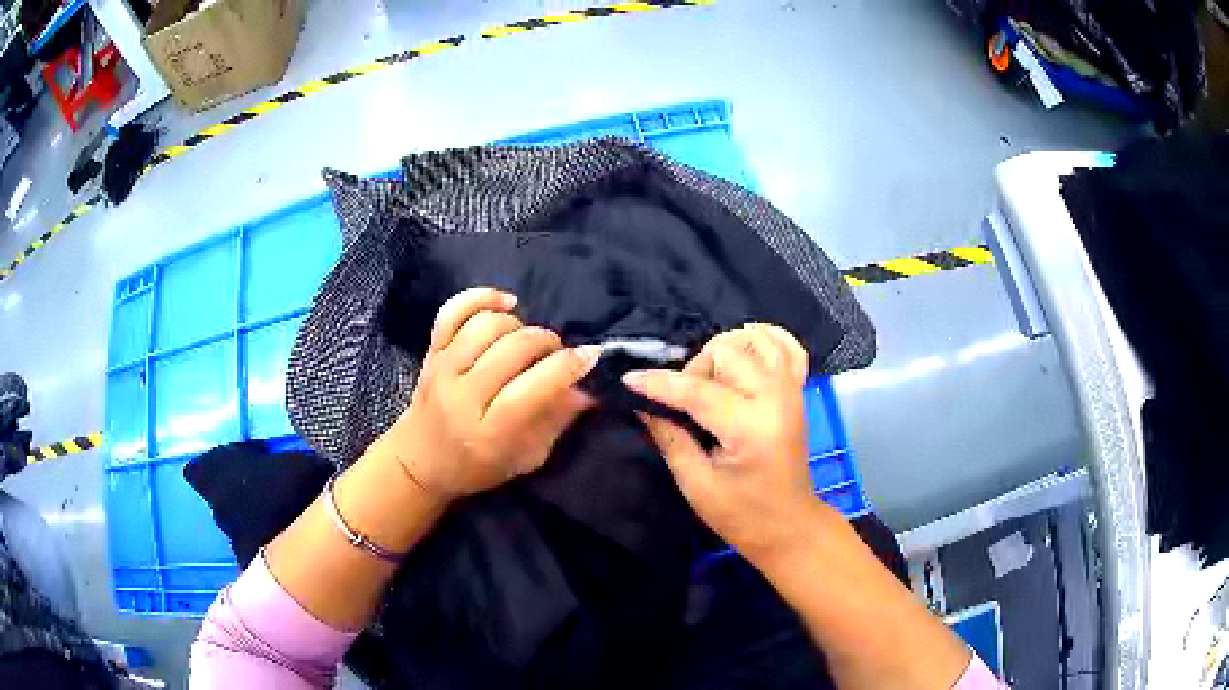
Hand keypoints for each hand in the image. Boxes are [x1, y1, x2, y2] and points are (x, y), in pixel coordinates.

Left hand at [378, 288, 600, 498]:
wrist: (420, 461)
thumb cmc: (478, 467)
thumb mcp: (527, 458)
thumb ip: (557, 421)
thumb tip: (589, 388)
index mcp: (488, 433)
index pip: (531, 389)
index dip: (565, 367)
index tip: (591, 357)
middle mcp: (462, 397)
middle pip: (511, 350)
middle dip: (546, 343)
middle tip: (557, 353)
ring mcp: (442, 369)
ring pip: (486, 326)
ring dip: (519, 325)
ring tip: (529, 340)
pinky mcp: (431, 351)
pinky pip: (453, 311)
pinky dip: (481, 297)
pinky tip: (505, 304)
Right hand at [623, 324, 826, 561]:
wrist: (789, 526)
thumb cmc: (742, 515)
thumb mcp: (696, 484)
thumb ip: (669, 437)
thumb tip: (641, 403)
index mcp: (750, 427)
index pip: (697, 391)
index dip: (658, 383)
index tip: (627, 380)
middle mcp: (776, 397)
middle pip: (726, 350)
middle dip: (695, 369)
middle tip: (684, 402)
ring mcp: (791, 390)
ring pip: (754, 338)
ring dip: (725, 350)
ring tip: (712, 379)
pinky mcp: (797, 390)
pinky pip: (786, 346)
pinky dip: (764, 340)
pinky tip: (745, 354)